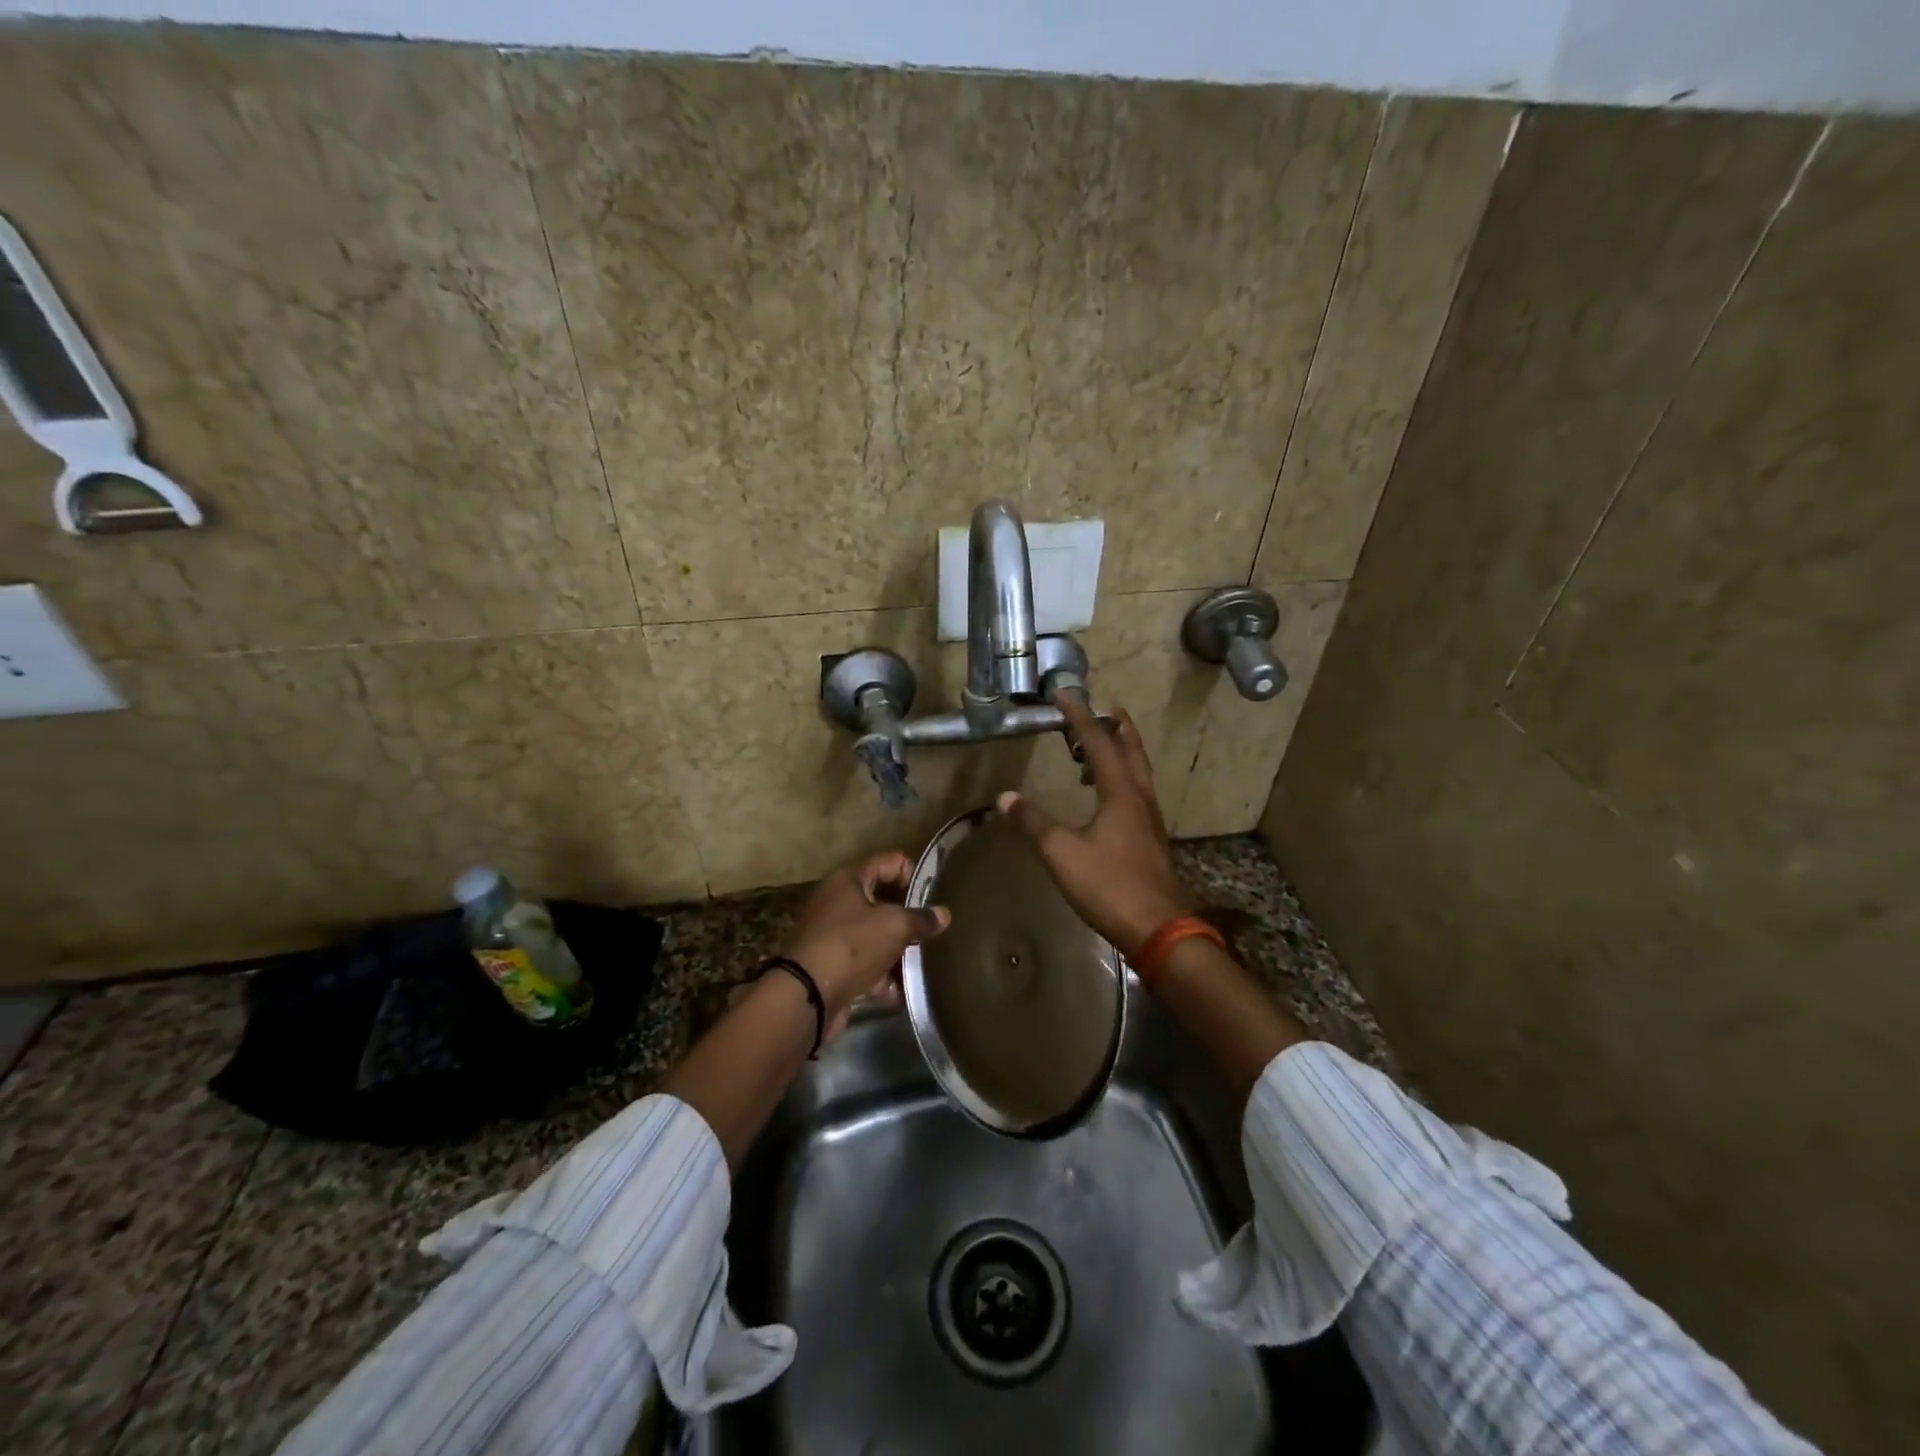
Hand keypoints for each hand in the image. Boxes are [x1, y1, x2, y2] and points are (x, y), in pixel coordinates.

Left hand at [783, 850, 949, 1033]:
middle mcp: (837, 901)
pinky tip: (901, 992)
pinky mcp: (831, 966)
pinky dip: (881, 978)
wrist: (807, 995)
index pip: (888, 861)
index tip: (931, 896)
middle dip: (907, 918)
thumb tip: (943, 914)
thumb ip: (921, 919)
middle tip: (931, 930)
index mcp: (849, 879)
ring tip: (921, 964)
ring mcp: (831, 935)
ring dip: (897, 952)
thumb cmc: (852, 944)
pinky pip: (864, 966)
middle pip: (881, 901)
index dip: (912, 873)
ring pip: (874, 937)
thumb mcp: (894, 926)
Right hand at [997, 696, 1194, 959]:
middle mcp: (1140, 798)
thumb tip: (1005, 798)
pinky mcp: (1151, 840)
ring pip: (1139, 771)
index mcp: (1120, 792)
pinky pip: (1138, 793)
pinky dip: (1124, 777)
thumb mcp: (1062, 853)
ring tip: (1106, 744)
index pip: (1098, 742)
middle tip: (1104, 707)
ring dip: (1124, 750)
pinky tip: (1111, 795)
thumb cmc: (1110, 885)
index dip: (1079, 716)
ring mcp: (1150, 820)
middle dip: (1117, 726)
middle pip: (1132, 749)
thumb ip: (1033, 823)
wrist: (1160, 929)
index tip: (1064, 695)